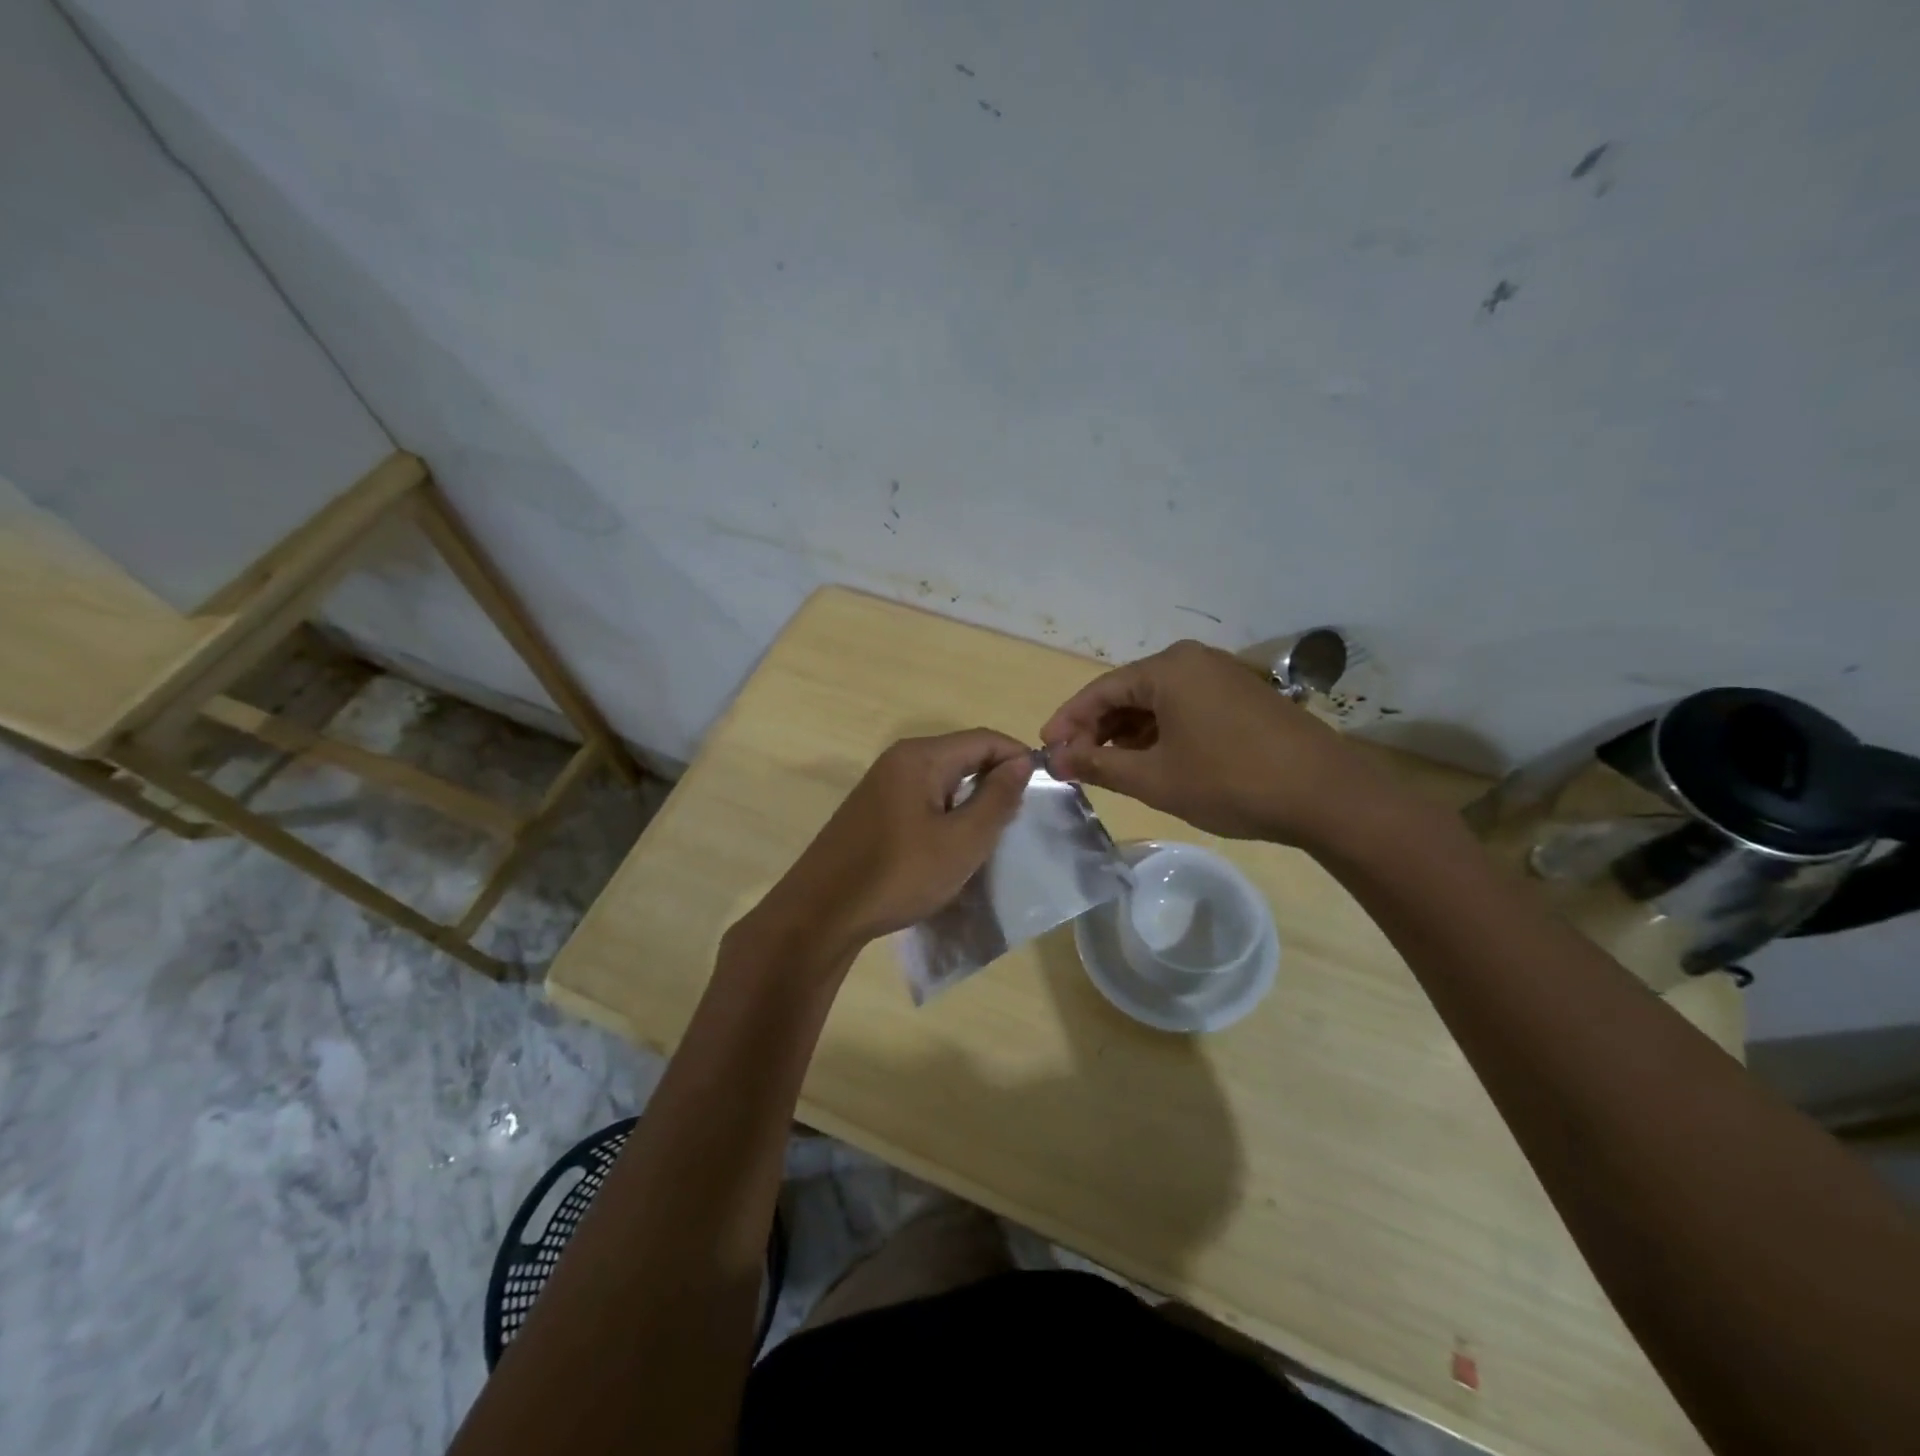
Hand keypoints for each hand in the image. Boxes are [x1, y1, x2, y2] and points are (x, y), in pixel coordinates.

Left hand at [751, 729, 1034, 959]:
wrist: (822, 913)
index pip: (984, 739)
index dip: (1018, 758)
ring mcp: (881, 784)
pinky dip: (946, 813)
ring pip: (943, 779)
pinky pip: (922, 798)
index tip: (1043, 791)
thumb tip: (1021, 762)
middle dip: (996, 780)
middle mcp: (899, 760)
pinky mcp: (872, 809)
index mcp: (921, 757)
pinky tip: (951, 845)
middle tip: (1018, 819)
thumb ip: (997, 798)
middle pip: (962, 755)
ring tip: (990, 836)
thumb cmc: (899, 874)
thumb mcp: (962, 841)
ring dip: (971, 800)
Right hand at [1041, 640, 1383, 844]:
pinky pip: (1185, 707)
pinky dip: (1160, 732)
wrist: (1325, 794)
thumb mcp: (1155, 778)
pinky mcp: (1243, 697)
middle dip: (1097, 728)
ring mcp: (1223, 676)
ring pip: (1158, 702)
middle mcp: (1193, 661)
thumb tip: (1057, 759)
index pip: (1100, 690)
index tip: (1046, 748)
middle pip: (1129, 692)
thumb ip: (1098, 765)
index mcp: (1168, 669)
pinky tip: (1151, 760)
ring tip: (1107, 766)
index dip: (1068, 720)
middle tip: (1074, 762)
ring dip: (1128, 733)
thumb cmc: (1230, 781)